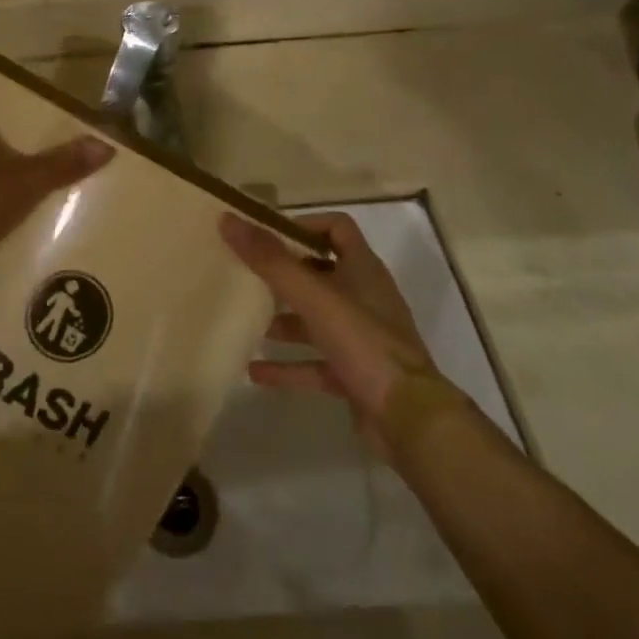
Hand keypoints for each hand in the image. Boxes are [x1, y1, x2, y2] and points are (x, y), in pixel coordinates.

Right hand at [220, 211, 456, 458]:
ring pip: (317, 320)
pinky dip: (288, 366)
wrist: (410, 419)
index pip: (336, 228)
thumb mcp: (313, 296)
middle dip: (284, 275)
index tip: (266, 234)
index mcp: (363, 269)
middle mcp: (365, 298)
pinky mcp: (357, 374)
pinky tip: (254, 372)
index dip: (302, 225)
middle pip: (321, 274)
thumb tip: (228, 220)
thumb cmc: (363, 343)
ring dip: (284, 321)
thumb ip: (270, 260)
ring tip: (249, 322)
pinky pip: (316, 363)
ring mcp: (362, 338)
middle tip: (248, 275)